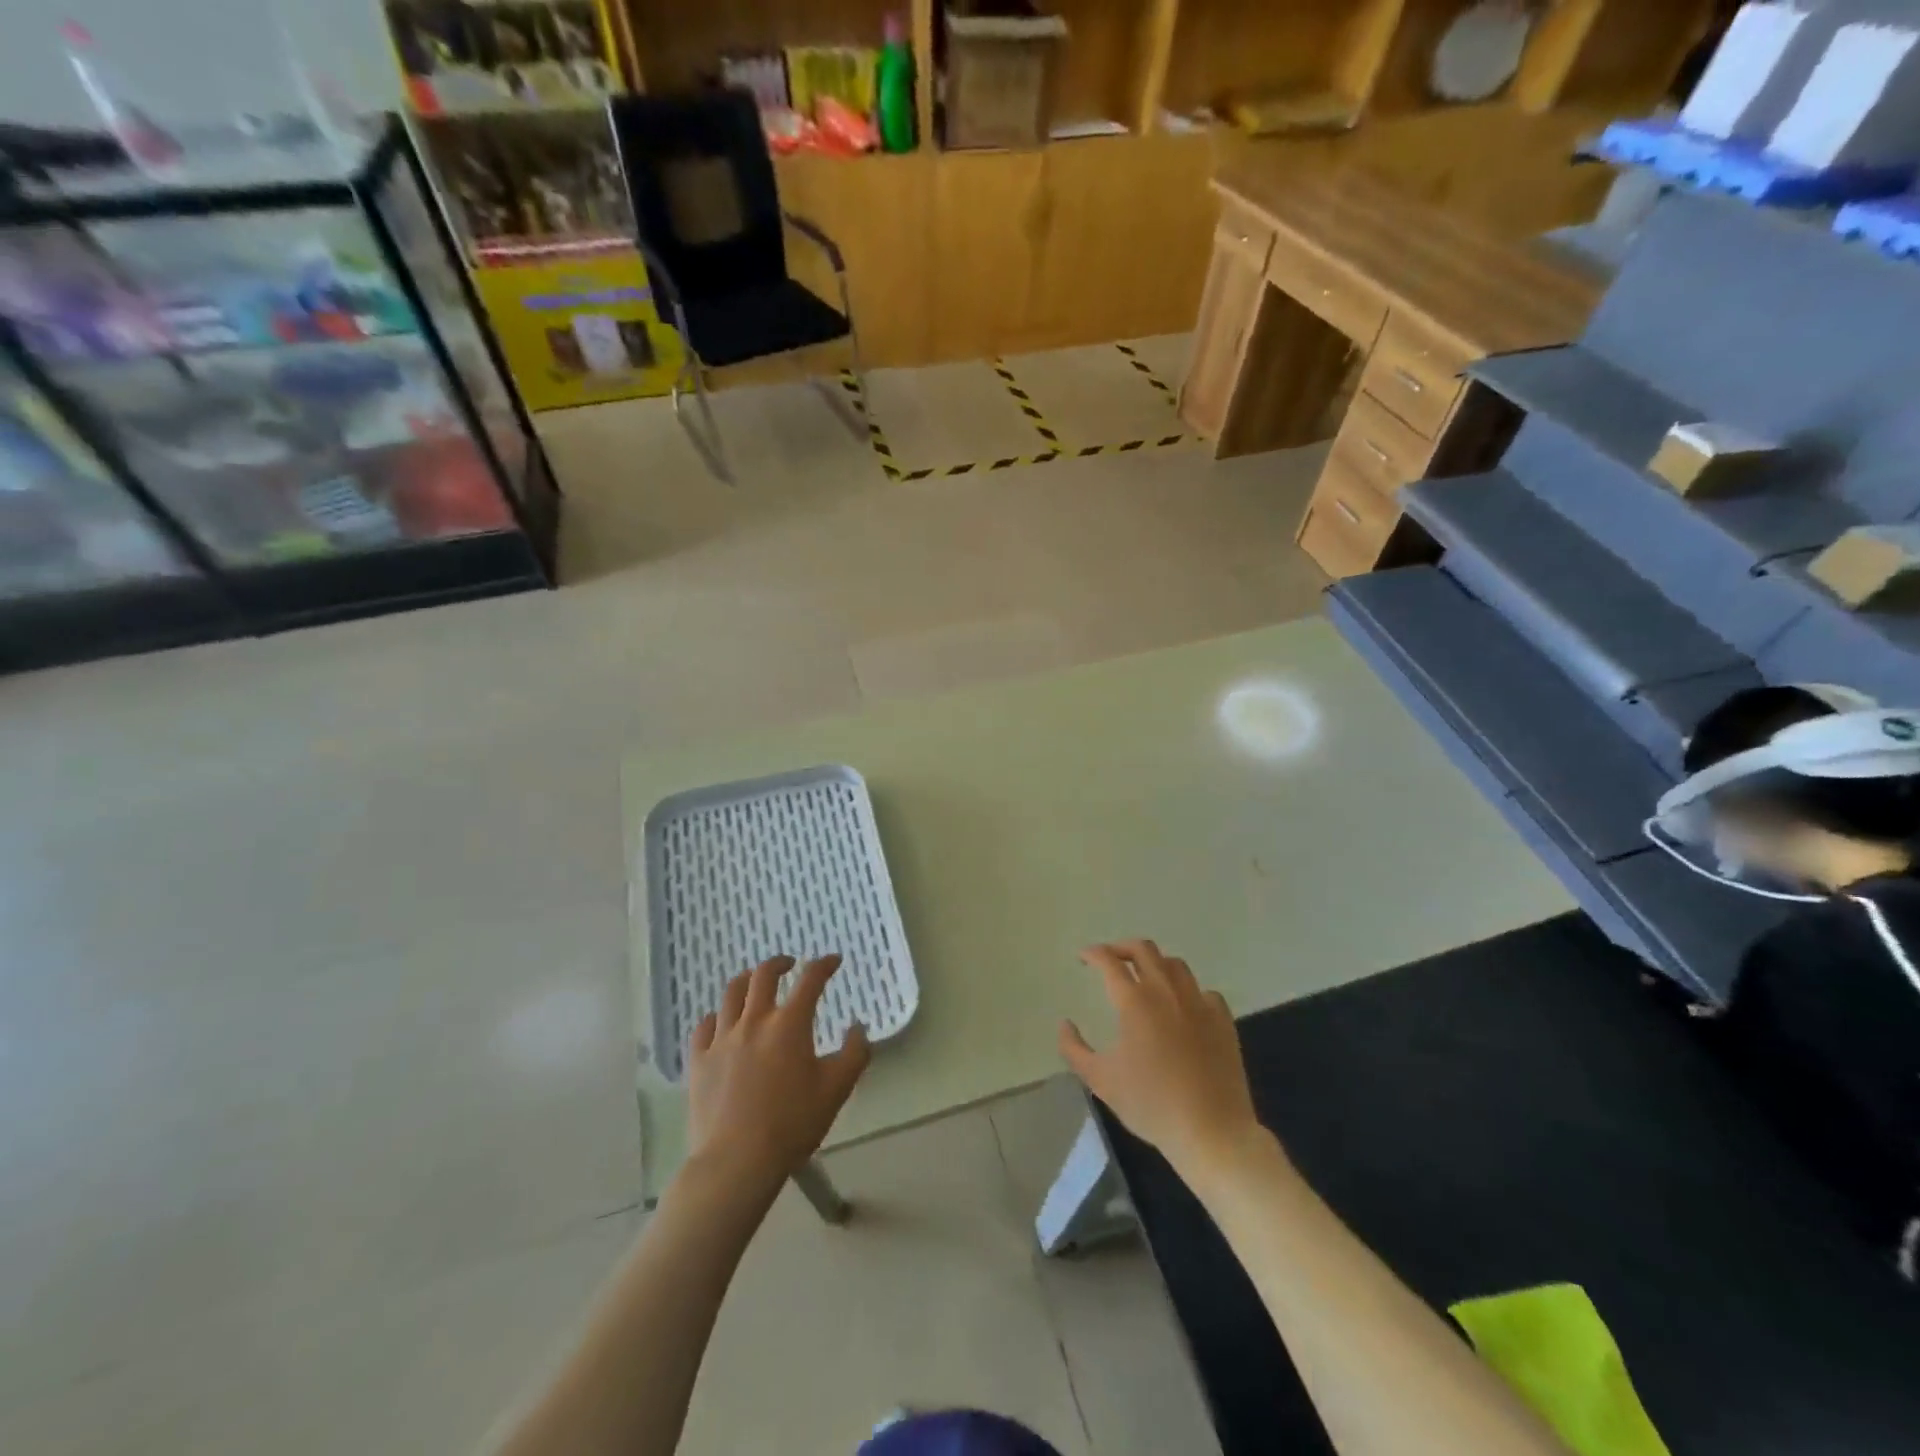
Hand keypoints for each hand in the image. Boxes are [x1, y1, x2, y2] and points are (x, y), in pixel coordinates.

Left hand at [688, 955, 870, 1198]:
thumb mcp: (837, 1090)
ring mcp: (722, 1039)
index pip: (810, 980)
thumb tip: (858, 1027)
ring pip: (730, 993)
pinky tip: (721, 1022)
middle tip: (790, 964)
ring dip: (746, 980)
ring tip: (753, 982)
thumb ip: (854, 1053)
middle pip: (763, 975)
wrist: (737, 1161)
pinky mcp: (699, 1060)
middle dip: (780, 963)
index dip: (823, 964)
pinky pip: (704, 1025)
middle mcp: (754, 1021)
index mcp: (790, 1024)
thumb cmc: (793, 1124)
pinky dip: (716, 1016)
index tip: (832, 961)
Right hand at [1059, 940, 1263, 1186]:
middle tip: (1110, 959)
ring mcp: (1199, 1003)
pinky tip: (1182, 1006)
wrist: (1211, 1131)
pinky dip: (1187, 990)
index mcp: (1135, 1001)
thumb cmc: (1150, 1104)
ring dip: (1154, 963)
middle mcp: (1166, 991)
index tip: (1084, 957)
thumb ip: (1074, 1048)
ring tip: (1145, 977)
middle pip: (1143, 949)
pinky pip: (1203, 990)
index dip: (1093, 954)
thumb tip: (1064, 1024)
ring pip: (1175, 964)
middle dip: (1122, 948)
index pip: (1109, 961)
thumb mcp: (1099, 1080)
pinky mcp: (1223, 1019)